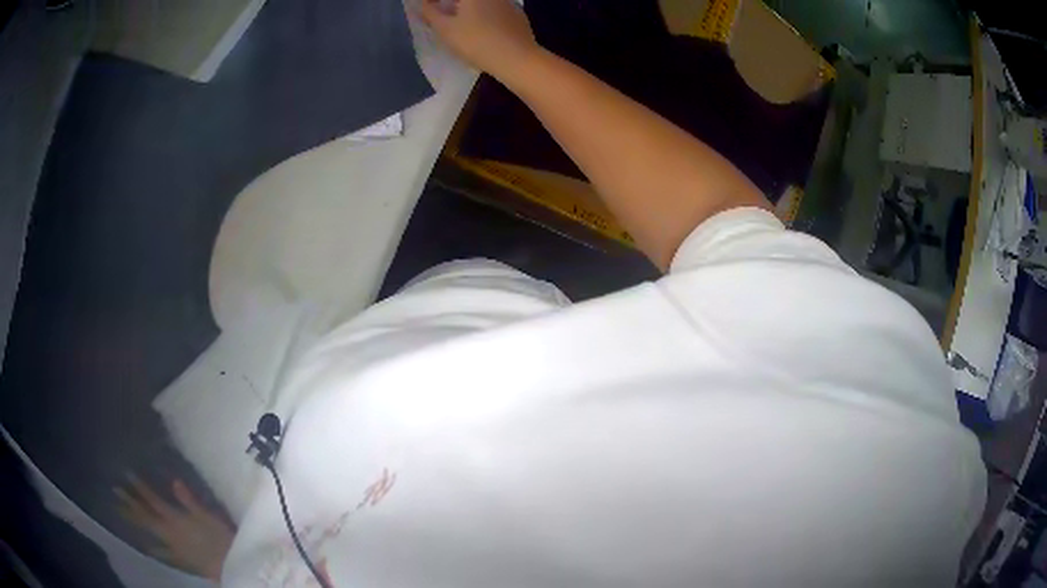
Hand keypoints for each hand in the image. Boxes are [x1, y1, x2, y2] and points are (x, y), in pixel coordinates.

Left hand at [115, 475, 234, 581]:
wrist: (229, 566)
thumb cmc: (220, 537)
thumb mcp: (207, 516)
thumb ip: (190, 500)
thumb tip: (174, 481)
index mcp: (175, 519)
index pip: (153, 500)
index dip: (140, 487)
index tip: (126, 474)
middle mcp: (169, 531)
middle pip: (146, 516)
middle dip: (130, 502)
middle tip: (115, 491)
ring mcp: (173, 547)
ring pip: (150, 532)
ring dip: (135, 521)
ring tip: (121, 513)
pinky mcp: (180, 559)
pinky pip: (163, 553)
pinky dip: (154, 549)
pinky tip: (147, 548)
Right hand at [418, 0, 537, 78]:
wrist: (517, 58)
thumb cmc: (476, 41)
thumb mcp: (446, 29)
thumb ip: (431, 13)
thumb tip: (423, 4)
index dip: (434, 2)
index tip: (428, 7)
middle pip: (466, 0)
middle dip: (452, 5)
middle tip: (442, 15)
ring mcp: (508, 2)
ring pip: (482, 3)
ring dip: (468, 8)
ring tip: (459, 21)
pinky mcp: (518, 14)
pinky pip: (495, 9)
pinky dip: (485, 14)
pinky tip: (482, 27)